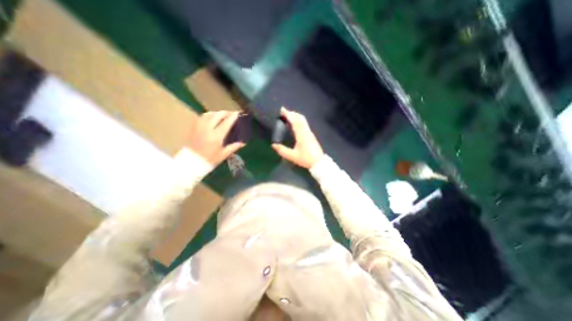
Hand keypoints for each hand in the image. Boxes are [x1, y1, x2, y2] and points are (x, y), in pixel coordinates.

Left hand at [186, 110, 243, 166]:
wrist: (191, 162)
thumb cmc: (209, 160)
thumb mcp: (223, 155)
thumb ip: (233, 147)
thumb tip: (243, 143)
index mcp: (216, 136)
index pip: (226, 123)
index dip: (232, 117)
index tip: (237, 113)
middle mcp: (207, 129)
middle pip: (217, 115)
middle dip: (225, 113)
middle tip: (231, 114)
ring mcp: (199, 127)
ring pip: (209, 114)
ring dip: (217, 113)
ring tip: (221, 115)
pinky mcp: (193, 127)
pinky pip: (201, 117)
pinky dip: (208, 115)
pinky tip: (211, 118)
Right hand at [271, 107, 323, 168]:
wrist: (319, 162)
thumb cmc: (305, 159)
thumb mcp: (292, 156)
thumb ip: (282, 150)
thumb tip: (273, 145)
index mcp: (301, 135)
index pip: (295, 121)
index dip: (288, 114)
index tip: (282, 109)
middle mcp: (306, 131)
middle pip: (300, 118)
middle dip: (292, 113)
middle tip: (284, 112)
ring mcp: (309, 132)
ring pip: (303, 120)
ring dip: (295, 116)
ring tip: (288, 116)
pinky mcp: (311, 135)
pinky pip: (304, 124)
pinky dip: (298, 120)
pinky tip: (295, 124)